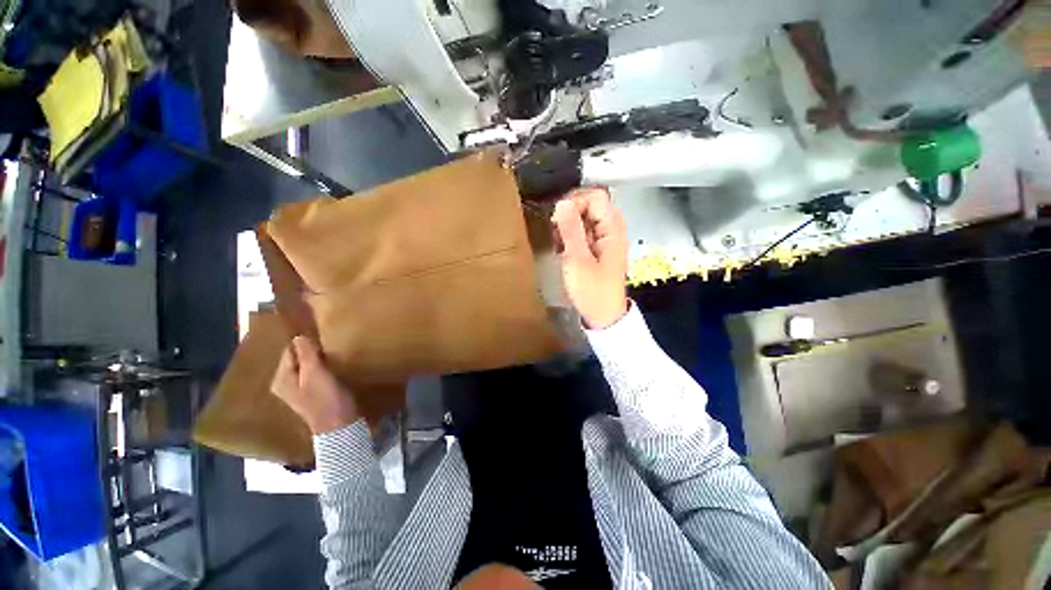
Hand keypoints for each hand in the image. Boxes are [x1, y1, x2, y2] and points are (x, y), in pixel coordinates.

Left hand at [271, 336, 359, 434]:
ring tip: (331, 355)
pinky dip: (321, 368)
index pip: (290, 351)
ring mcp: (298, 390)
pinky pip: (313, 374)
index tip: (321, 340)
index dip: (305, 344)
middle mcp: (285, 384)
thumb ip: (305, 355)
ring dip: (317, 360)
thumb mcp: (315, 374)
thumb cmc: (325, 398)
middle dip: (310, 352)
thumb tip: (298, 337)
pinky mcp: (312, 394)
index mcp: (281, 379)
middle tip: (327, 347)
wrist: (339, 425)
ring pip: (306, 366)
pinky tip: (331, 368)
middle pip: (297, 359)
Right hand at [551, 187, 628, 329]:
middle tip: (558, 234)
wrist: (602, 315)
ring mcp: (604, 239)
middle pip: (589, 205)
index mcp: (612, 229)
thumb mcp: (577, 260)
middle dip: (569, 215)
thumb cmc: (592, 291)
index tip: (560, 220)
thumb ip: (570, 230)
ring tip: (559, 245)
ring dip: (568, 228)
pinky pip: (582, 232)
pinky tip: (563, 251)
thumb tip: (562, 202)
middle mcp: (611, 229)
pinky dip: (570, 238)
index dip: (575, 203)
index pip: (595, 196)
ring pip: (583, 219)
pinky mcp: (596, 249)